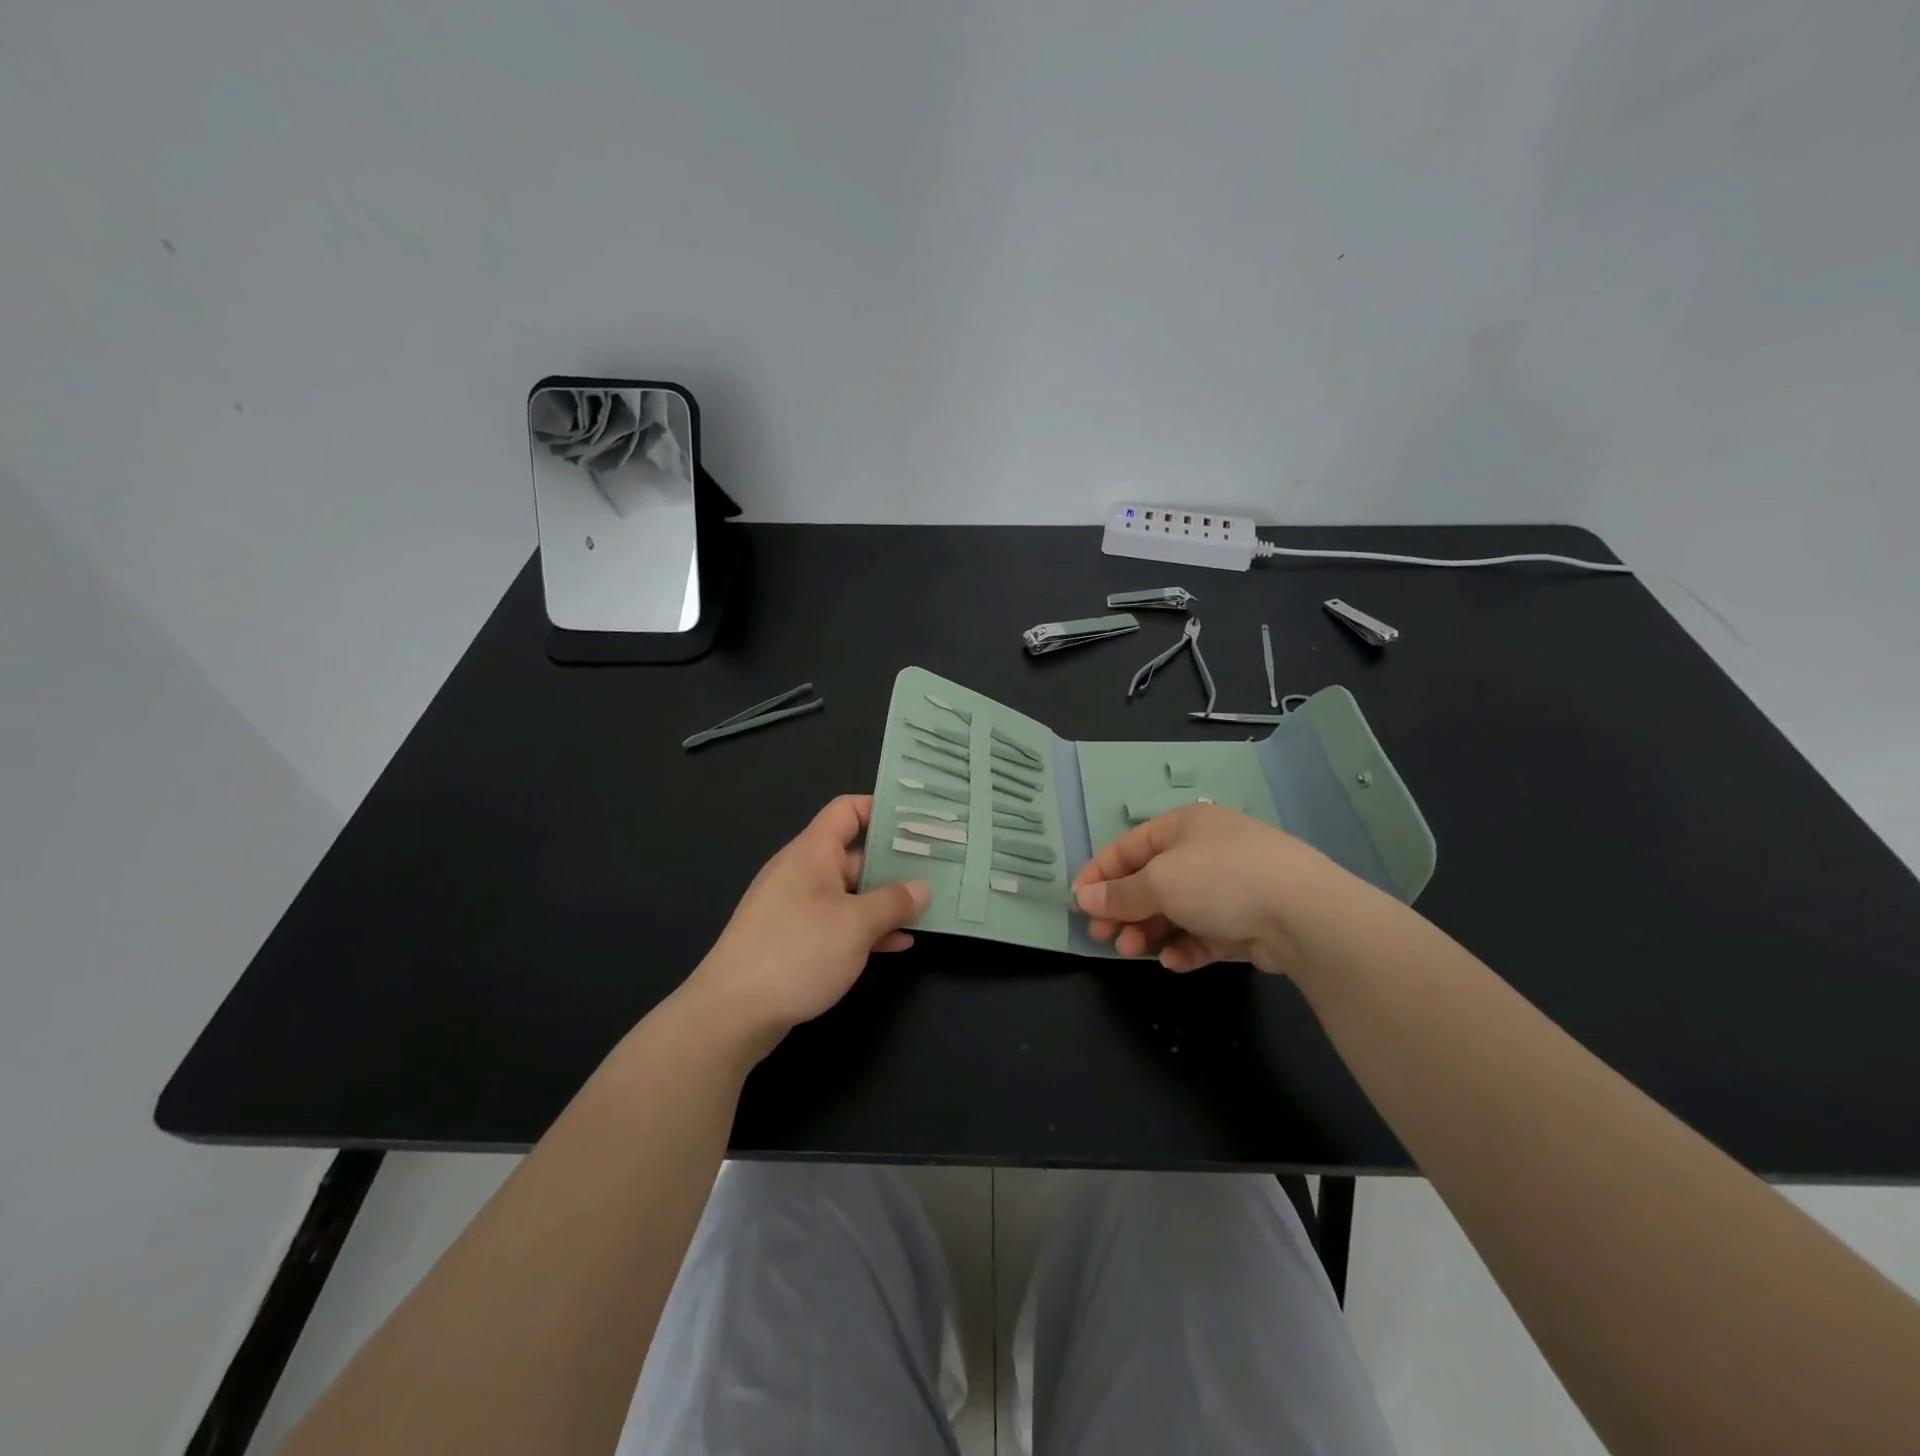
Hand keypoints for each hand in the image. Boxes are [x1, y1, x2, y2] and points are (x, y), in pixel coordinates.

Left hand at [685, 795, 929, 1055]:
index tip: (917, 820)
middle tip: (937, 868)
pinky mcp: (793, 940)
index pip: (847, 810)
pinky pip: (837, 922)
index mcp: (812, 852)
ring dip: (884, 900)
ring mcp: (795, 907)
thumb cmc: (797, 952)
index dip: (881, 808)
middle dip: (894, 862)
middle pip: (854, 853)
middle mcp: (802, 872)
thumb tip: (922, 888)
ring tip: (927, 907)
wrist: (731, 1014)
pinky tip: (897, 943)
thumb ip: (894, 903)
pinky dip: (865, 928)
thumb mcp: (856, 925)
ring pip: (849, 892)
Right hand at [1072, 803, 1353, 973]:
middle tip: (1103, 936)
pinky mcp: (1247, 921)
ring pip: (1176, 911)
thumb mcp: (1159, 882)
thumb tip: (1084, 897)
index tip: (1077, 903)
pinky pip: (1205, 933)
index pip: (1128, 847)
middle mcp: (1205, 851)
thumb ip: (1120, 894)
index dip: (1099, 874)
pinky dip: (1187, 947)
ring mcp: (1229, 887)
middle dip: (1124, 910)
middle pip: (1150, 882)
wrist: (1303, 913)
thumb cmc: (1220, 879)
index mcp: (1183, 826)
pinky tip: (1176, 962)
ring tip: (1134, 952)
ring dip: (1151, 932)